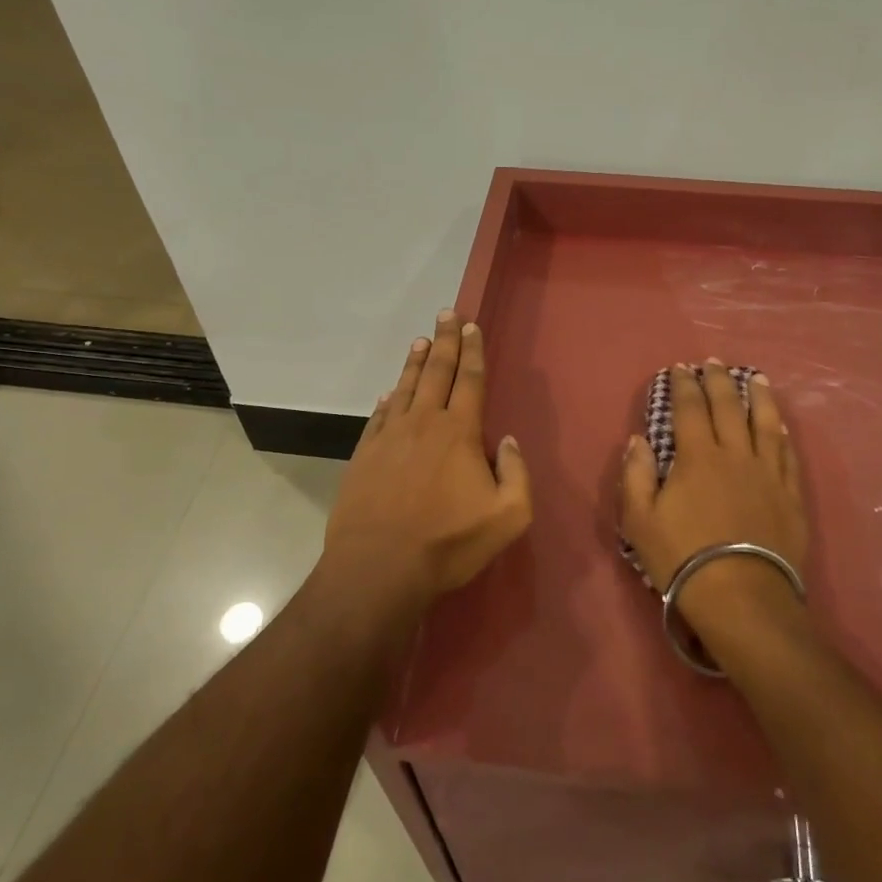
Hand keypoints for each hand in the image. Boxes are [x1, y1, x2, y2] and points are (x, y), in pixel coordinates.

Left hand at [319, 310, 532, 617]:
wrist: (379, 568)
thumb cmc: (449, 543)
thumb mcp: (507, 516)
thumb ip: (516, 474)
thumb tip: (508, 441)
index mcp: (459, 433)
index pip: (470, 380)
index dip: (472, 351)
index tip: (471, 326)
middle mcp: (423, 423)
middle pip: (436, 372)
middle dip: (445, 342)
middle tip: (446, 314)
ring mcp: (389, 437)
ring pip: (404, 388)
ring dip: (415, 362)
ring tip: (420, 340)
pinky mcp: (364, 455)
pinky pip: (378, 417)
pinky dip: (387, 400)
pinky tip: (388, 393)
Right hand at [620, 361, 808, 640]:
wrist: (742, 596)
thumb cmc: (683, 558)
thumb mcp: (640, 520)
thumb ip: (636, 475)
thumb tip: (638, 440)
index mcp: (697, 457)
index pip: (689, 408)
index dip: (683, 386)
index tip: (679, 368)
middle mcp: (736, 454)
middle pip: (728, 407)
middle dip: (718, 380)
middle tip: (713, 362)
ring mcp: (768, 473)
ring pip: (765, 423)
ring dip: (758, 396)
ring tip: (756, 377)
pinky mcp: (790, 495)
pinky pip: (788, 453)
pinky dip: (782, 433)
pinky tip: (780, 423)